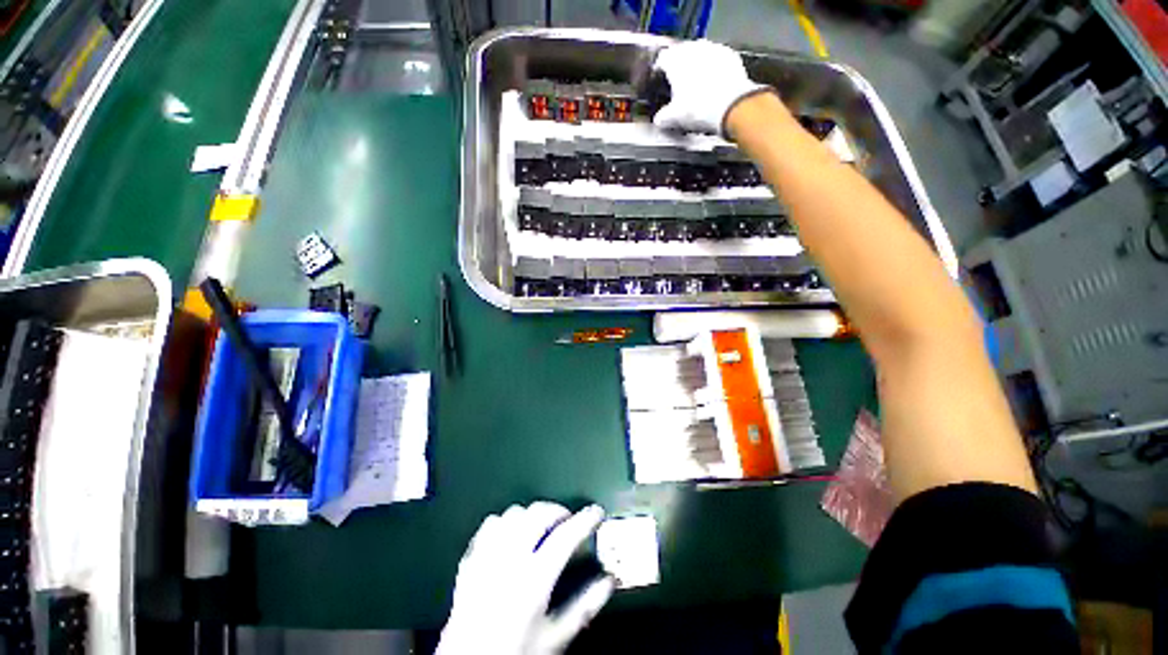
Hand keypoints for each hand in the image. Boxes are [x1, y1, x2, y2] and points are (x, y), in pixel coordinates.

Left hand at [437, 503, 614, 654]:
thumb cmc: (514, 653)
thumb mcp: (555, 638)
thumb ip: (584, 607)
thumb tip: (607, 583)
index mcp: (533, 579)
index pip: (565, 536)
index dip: (584, 520)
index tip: (596, 513)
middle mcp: (510, 560)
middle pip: (538, 514)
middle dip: (558, 511)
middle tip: (568, 521)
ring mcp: (487, 557)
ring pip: (514, 514)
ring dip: (532, 514)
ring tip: (541, 526)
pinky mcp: (470, 561)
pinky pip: (489, 525)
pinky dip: (505, 523)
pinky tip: (511, 534)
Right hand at [652, 40, 771, 136]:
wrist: (732, 106)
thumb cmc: (698, 109)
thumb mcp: (673, 118)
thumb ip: (662, 117)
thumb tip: (659, 119)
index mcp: (675, 60)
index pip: (662, 60)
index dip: (659, 72)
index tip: (660, 82)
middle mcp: (693, 48)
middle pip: (681, 54)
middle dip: (679, 68)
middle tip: (678, 85)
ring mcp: (713, 48)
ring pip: (699, 54)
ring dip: (696, 66)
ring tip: (696, 84)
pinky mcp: (730, 55)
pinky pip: (716, 59)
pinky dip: (713, 69)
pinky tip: (713, 84)